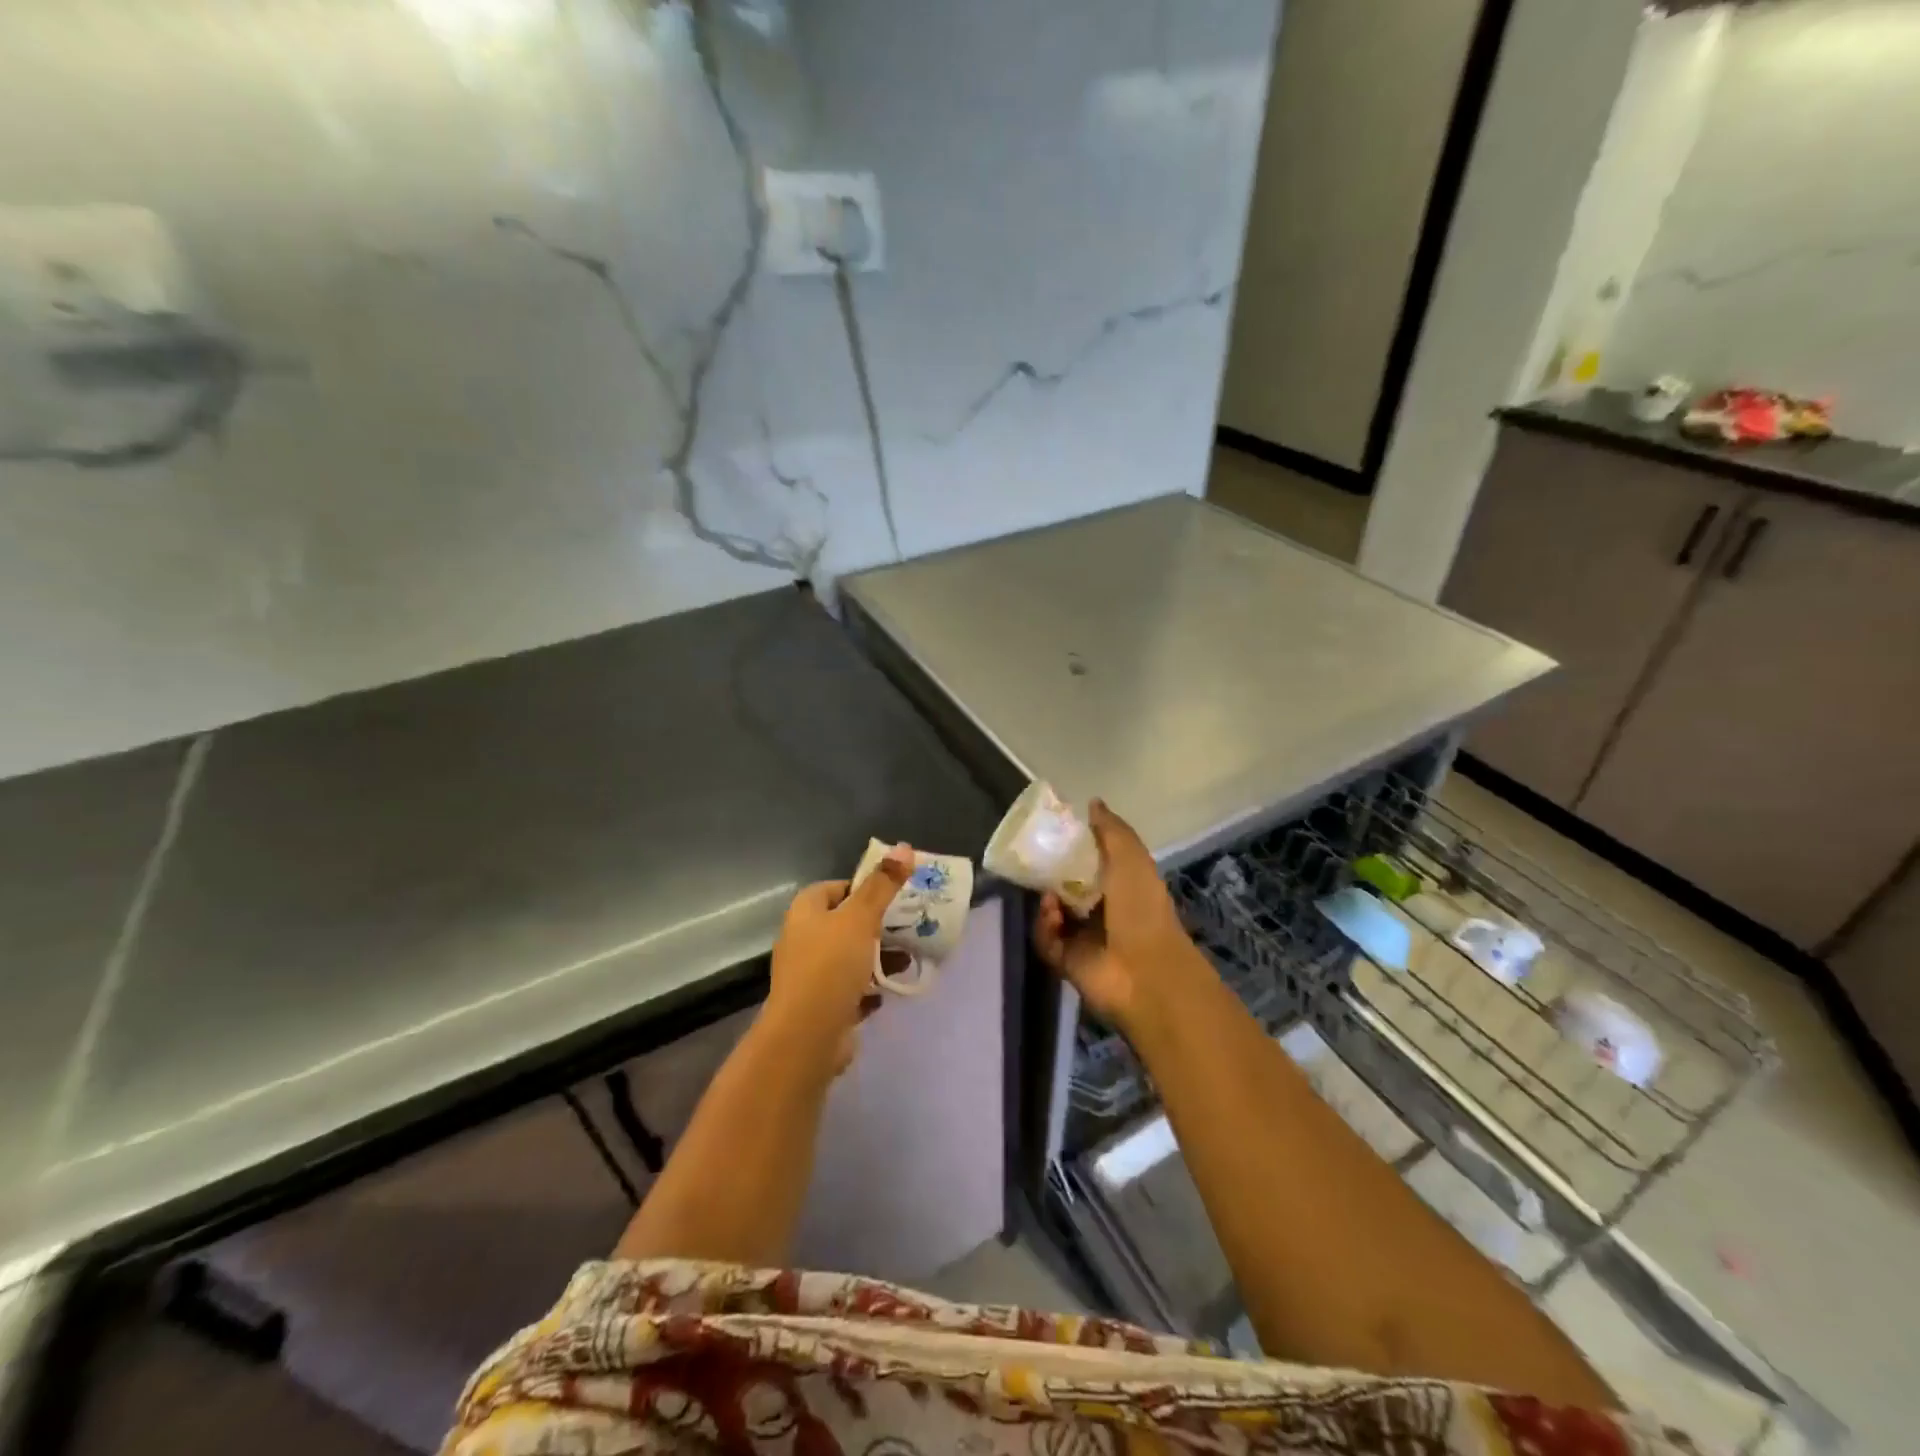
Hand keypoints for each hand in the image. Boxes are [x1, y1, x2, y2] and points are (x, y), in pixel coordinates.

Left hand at [763, 845, 913, 1070]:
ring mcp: (809, 976)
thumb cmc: (831, 966)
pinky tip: (889, 991)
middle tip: (907, 925)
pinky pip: (849, 989)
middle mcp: (802, 940)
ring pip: (849, 957)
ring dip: (877, 957)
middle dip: (876, 925)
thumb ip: (883, 884)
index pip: (832, 888)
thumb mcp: (861, 918)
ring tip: (908, 959)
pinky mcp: (820, 1006)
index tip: (890, 896)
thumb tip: (904, 847)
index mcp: (805, 912)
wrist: (807, 1036)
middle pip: (843, 923)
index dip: (860, 888)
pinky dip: (869, 988)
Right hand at [1033, 800, 1202, 1033]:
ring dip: (1047, 899)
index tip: (1052, 831)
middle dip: (1050, 872)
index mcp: (1120, 883)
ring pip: (1051, 909)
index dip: (1071, 845)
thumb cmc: (1142, 908)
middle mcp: (1101, 908)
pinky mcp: (1065, 958)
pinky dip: (1045, 924)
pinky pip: (1044, 936)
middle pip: (1065, 884)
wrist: (1145, 971)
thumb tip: (1092, 802)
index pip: (1089, 859)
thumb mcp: (1131, 858)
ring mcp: (1082, 935)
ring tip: (1049, 895)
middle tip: (1034, 859)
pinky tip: (1052, 915)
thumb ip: (1111, 830)